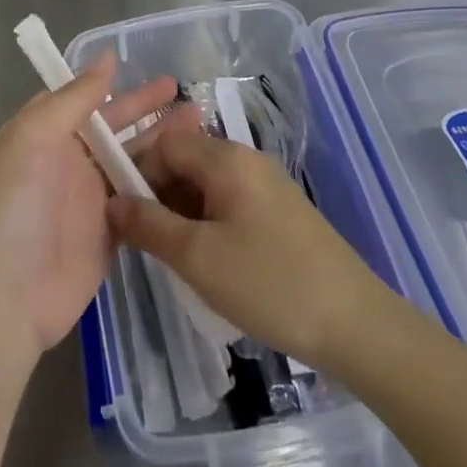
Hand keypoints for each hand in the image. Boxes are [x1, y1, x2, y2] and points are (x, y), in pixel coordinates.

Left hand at [0, 53, 180, 369]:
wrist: (6, 296)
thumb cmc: (15, 204)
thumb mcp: (35, 136)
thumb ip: (74, 98)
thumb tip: (107, 58)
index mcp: (46, 133)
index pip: (84, 99)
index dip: (115, 85)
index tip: (150, 69)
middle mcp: (69, 161)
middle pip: (115, 128)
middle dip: (148, 111)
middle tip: (187, 95)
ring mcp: (92, 198)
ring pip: (133, 161)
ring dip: (164, 144)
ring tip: (201, 125)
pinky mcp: (113, 232)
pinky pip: (142, 200)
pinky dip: (165, 184)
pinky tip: (196, 172)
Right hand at [107, 111, 394, 368]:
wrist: (355, 323)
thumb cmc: (269, 283)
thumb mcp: (198, 257)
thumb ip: (148, 225)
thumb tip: (112, 202)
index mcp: (226, 158)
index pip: (164, 143)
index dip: (135, 169)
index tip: (115, 210)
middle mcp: (246, 159)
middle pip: (185, 159)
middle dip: (155, 192)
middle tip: (137, 238)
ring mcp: (266, 185)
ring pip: (205, 184)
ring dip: (178, 210)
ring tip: (165, 253)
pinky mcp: (279, 212)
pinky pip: (227, 202)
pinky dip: (204, 221)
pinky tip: (201, 259)